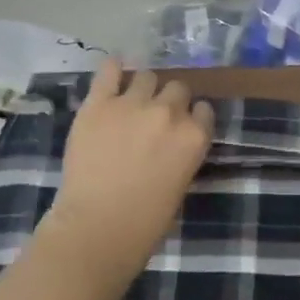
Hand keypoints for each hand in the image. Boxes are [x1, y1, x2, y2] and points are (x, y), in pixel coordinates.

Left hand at [41, 61, 214, 284]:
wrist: (95, 229)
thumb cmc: (144, 224)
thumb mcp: (180, 185)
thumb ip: (181, 154)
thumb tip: (171, 141)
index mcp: (195, 137)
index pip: (203, 109)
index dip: (191, 117)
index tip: (180, 127)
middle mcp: (169, 112)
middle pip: (177, 88)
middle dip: (168, 101)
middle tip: (152, 120)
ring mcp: (133, 104)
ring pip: (146, 76)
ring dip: (142, 89)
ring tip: (130, 105)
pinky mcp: (99, 103)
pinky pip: (109, 70)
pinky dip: (112, 70)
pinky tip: (112, 76)